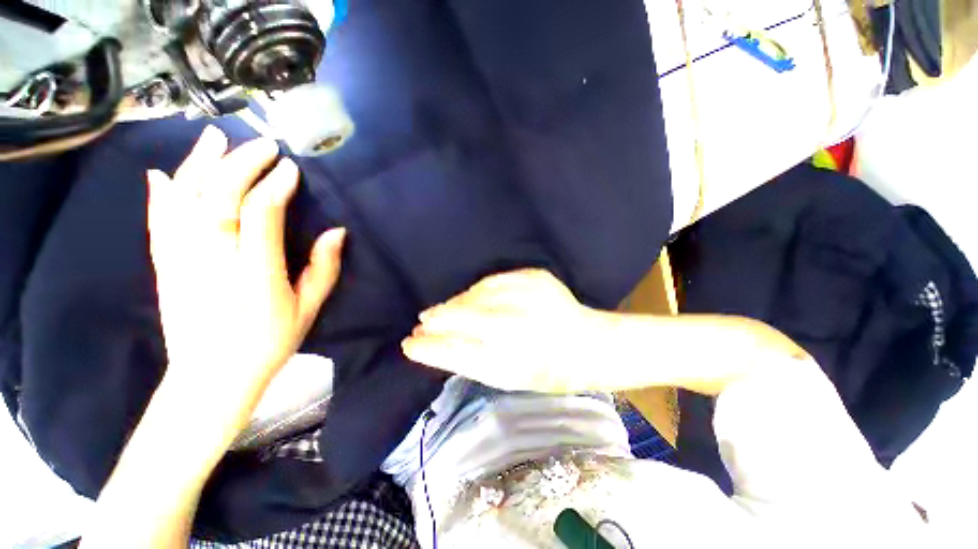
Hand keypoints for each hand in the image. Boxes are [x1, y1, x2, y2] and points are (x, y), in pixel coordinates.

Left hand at [147, 126, 343, 421]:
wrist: (211, 378)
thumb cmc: (268, 344)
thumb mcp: (307, 310)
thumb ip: (324, 269)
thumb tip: (337, 232)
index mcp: (255, 275)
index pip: (260, 215)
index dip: (275, 186)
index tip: (290, 168)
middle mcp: (214, 261)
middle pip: (219, 199)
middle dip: (242, 165)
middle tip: (263, 145)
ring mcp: (182, 262)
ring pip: (184, 203)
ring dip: (199, 165)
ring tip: (215, 138)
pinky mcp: (165, 267)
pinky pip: (159, 223)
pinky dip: (160, 195)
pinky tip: (164, 172)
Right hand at [402, 269, 601, 392]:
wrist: (588, 343)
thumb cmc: (547, 370)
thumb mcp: (506, 377)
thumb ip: (467, 359)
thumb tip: (433, 343)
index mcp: (509, 359)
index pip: (454, 350)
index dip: (428, 346)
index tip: (409, 343)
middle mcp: (515, 324)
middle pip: (460, 318)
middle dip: (436, 320)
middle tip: (422, 323)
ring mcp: (526, 295)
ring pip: (473, 296)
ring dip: (454, 304)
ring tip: (441, 311)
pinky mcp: (534, 277)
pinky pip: (492, 280)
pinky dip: (475, 290)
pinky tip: (468, 297)